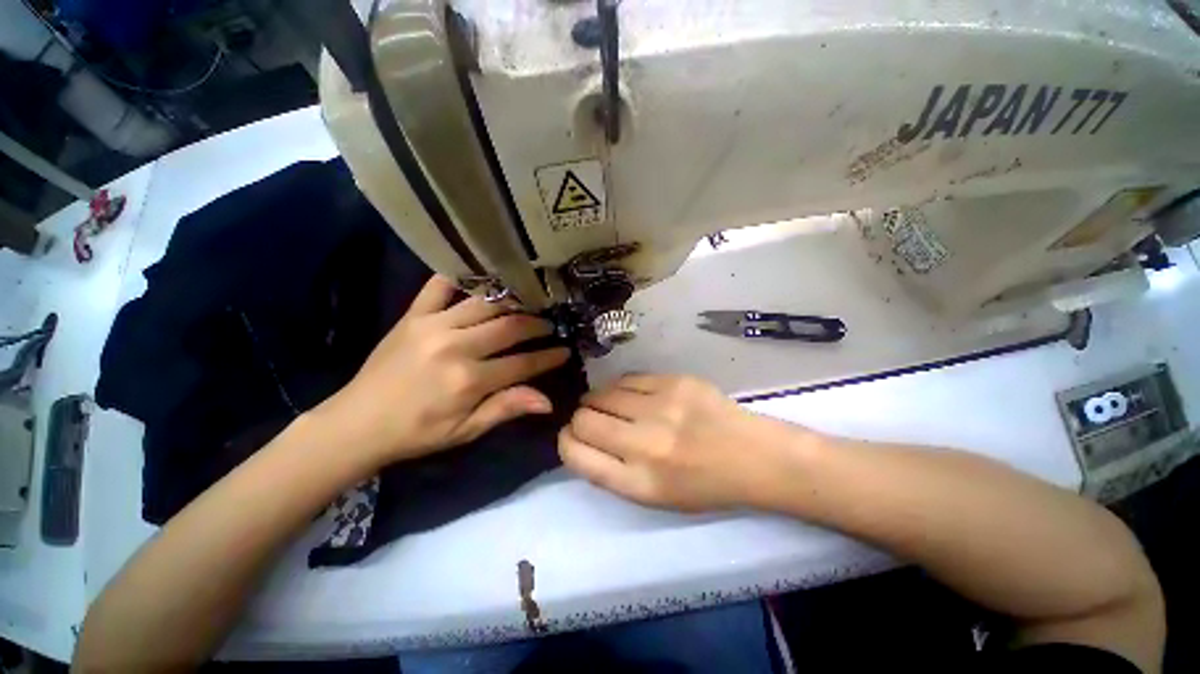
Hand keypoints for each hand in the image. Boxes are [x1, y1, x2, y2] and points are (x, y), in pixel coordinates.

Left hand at [315, 276, 569, 467]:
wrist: (357, 423)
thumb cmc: (417, 432)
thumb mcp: (465, 430)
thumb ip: (506, 409)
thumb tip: (548, 401)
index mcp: (469, 380)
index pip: (523, 363)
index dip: (548, 357)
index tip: (565, 351)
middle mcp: (455, 346)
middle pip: (510, 326)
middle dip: (537, 325)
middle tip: (549, 325)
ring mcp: (433, 325)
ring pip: (486, 303)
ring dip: (512, 302)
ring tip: (528, 303)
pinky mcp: (413, 315)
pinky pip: (440, 285)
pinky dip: (462, 277)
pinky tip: (482, 278)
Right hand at [558, 374, 809, 511]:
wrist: (753, 456)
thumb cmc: (703, 485)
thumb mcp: (653, 496)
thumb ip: (611, 471)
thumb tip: (580, 438)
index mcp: (639, 482)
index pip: (576, 454)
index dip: (566, 442)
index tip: (572, 436)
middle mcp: (645, 444)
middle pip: (584, 419)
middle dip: (581, 419)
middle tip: (594, 419)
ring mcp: (661, 407)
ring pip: (602, 393)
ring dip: (599, 400)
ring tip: (613, 405)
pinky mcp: (675, 382)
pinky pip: (628, 378)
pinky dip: (622, 387)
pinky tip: (633, 394)